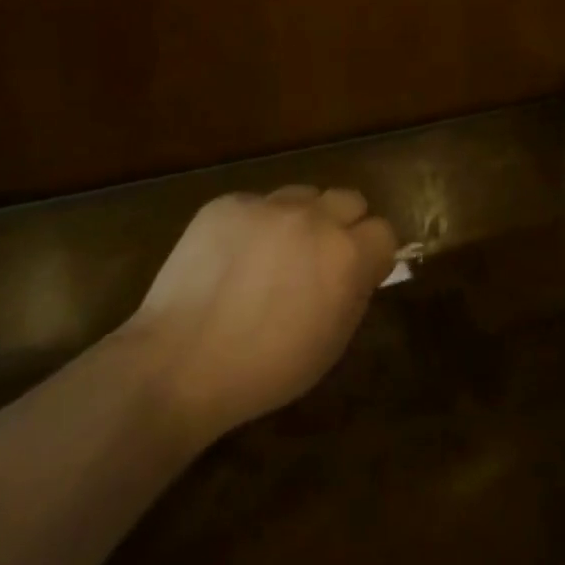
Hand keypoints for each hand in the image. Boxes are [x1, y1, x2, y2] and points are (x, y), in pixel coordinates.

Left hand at [122, 187, 396, 444]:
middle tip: (320, 258)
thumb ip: (355, 291)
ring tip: (273, 254)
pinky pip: (255, 204)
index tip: (359, 272)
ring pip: (302, 195)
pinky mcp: (227, 203)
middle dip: (343, 224)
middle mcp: (312, 217)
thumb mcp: (331, 342)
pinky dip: (254, 225)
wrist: (181, 362)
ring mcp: (266, 204)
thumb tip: (360, 265)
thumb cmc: (265, 369)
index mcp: (345, 254)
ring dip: (300, 219)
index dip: (373, 253)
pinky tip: (233, 258)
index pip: (383, 230)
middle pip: (349, 198)